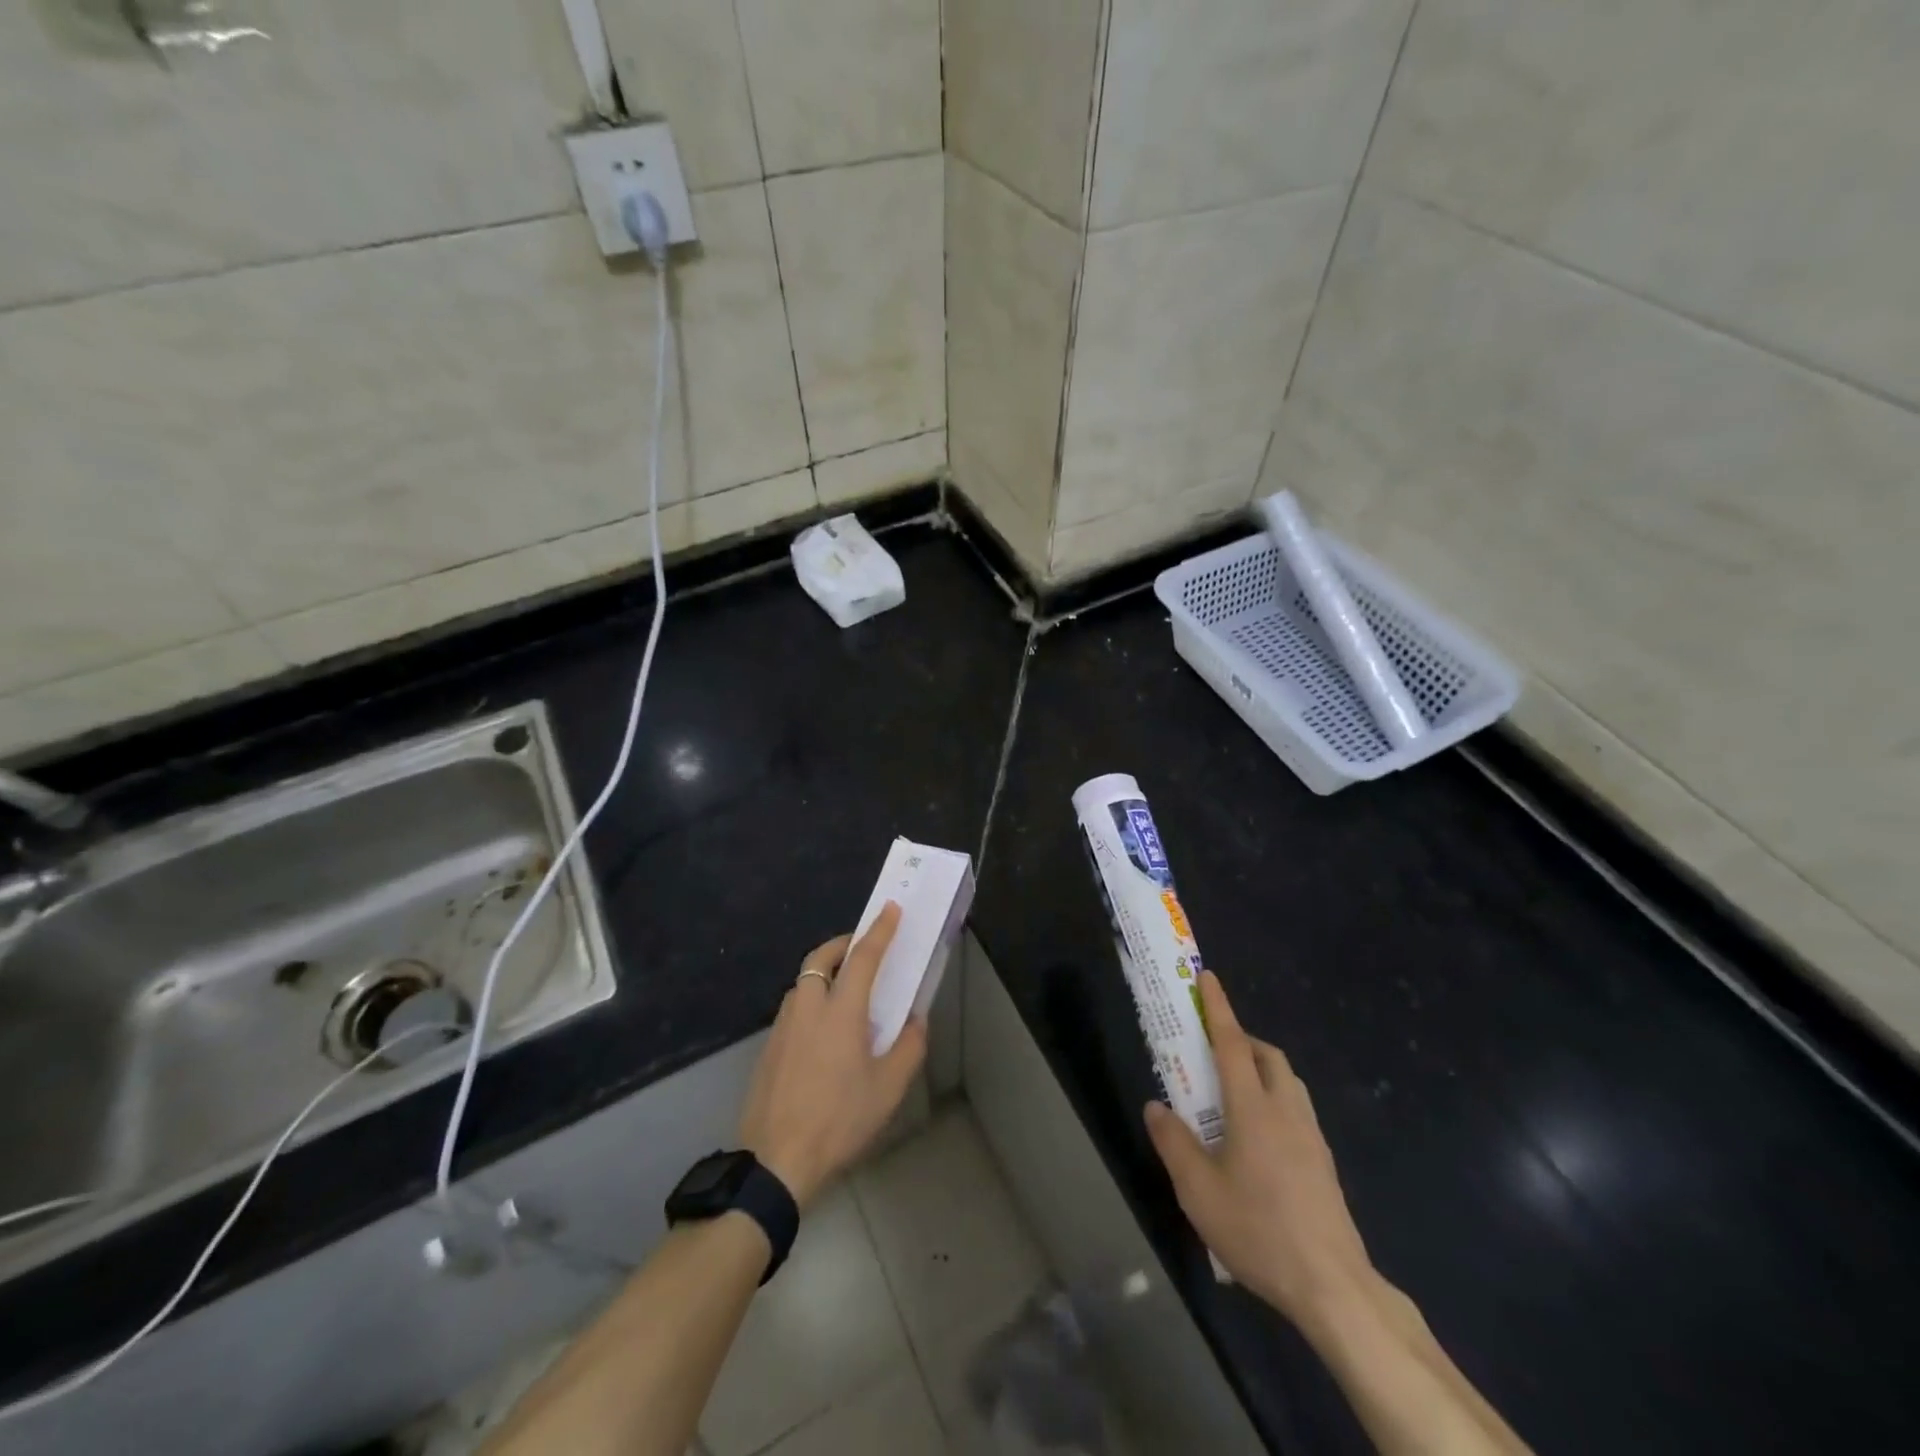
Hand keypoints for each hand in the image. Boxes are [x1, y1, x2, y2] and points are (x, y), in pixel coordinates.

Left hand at [738, 904, 925, 1210]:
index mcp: (841, 1012)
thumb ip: (908, 1048)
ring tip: (845, 993)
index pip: (863, 957)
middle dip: (842, 944)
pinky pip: (793, 1009)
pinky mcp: (768, 1048)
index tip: (890, 910)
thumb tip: (916, 1021)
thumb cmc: (839, 1121)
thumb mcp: (888, 1089)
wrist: (775, 1162)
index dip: (879, 931)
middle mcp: (808, 1008)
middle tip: (861, 948)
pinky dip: (811, 1001)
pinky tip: (822, 1034)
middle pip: (820, 958)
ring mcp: (783, 1027)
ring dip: (824, 974)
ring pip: (803, 983)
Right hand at [1144, 972, 1372, 1327]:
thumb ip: (1173, 1142)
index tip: (1208, 978)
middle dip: (1242, 1039)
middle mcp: (1286, 1111)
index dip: (1218, 1008)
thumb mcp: (1198, 1190)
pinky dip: (1275, 1100)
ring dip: (1261, 1069)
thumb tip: (1156, 1106)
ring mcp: (1311, 1137)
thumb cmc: (1258, 1230)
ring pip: (1288, 1082)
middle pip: (1268, 1057)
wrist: (1333, 1286)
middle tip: (1213, 1050)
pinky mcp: (1324, 1163)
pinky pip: (1297, 1110)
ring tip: (1233, 1093)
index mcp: (1253, 1108)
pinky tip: (1259, 1139)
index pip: (1232, 1044)